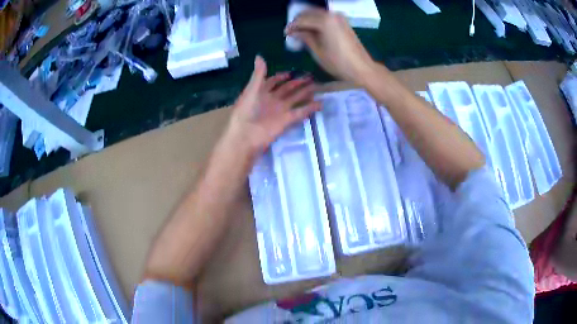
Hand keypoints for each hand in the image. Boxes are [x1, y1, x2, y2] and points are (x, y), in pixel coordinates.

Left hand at [225, 56, 320, 155]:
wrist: (246, 135)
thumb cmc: (245, 111)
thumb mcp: (251, 90)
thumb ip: (258, 74)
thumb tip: (259, 56)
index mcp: (261, 92)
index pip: (273, 82)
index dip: (281, 77)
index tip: (290, 72)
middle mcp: (272, 100)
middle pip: (287, 90)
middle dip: (297, 83)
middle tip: (310, 77)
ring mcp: (280, 110)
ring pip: (295, 99)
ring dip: (305, 93)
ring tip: (317, 86)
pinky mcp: (287, 120)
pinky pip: (300, 112)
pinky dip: (310, 108)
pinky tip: (320, 103)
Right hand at [285, 9, 374, 82]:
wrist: (361, 68)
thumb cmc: (338, 62)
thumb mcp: (317, 51)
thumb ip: (305, 37)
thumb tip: (294, 32)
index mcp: (324, 21)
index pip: (302, 19)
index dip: (292, 26)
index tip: (285, 33)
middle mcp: (332, 15)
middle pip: (310, 12)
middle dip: (299, 20)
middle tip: (292, 31)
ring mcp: (339, 17)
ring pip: (318, 13)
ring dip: (308, 20)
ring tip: (301, 31)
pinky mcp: (344, 22)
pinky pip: (326, 17)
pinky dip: (317, 21)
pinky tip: (313, 30)